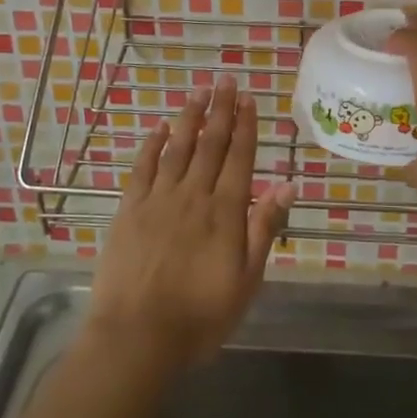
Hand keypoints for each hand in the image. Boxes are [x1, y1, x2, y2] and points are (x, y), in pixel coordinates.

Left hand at [85, 77, 293, 374]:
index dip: (246, 126)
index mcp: (225, 211)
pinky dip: (151, 145)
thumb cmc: (200, 315)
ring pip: (178, 148)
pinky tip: (158, 128)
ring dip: (189, 118)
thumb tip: (287, 184)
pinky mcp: (129, 209)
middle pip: (211, 144)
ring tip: (198, 92)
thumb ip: (264, 228)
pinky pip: (143, 168)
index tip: (249, 99)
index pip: (239, 158)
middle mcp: (194, 195)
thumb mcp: (247, 280)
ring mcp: (159, 199)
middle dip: (221, 110)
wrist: (137, 337)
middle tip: (226, 80)